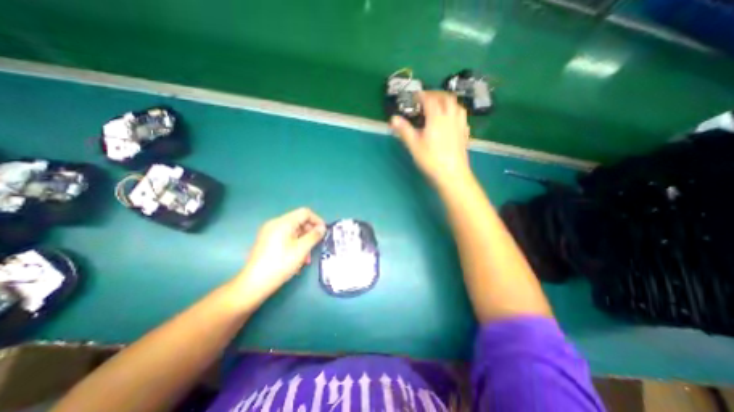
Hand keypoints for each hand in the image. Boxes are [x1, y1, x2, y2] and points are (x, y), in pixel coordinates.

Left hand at [233, 210, 325, 302]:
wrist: (254, 284)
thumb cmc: (280, 264)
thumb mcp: (302, 249)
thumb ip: (314, 236)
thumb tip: (322, 227)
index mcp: (283, 222)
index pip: (305, 213)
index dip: (317, 220)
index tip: (324, 232)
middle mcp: (275, 224)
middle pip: (299, 221)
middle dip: (310, 233)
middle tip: (316, 246)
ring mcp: (269, 233)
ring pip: (293, 231)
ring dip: (303, 241)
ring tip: (307, 258)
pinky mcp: (267, 242)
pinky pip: (285, 238)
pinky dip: (294, 245)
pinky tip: (297, 259)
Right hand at [393, 91, 471, 185]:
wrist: (452, 174)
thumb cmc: (431, 160)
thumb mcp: (414, 145)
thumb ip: (404, 130)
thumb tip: (393, 118)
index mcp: (437, 118)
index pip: (430, 100)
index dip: (422, 95)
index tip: (415, 96)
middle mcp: (450, 117)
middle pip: (446, 98)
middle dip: (436, 94)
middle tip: (427, 98)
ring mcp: (460, 126)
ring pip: (457, 106)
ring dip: (448, 101)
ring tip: (440, 106)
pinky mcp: (464, 134)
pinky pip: (462, 117)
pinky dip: (455, 113)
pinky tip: (451, 120)